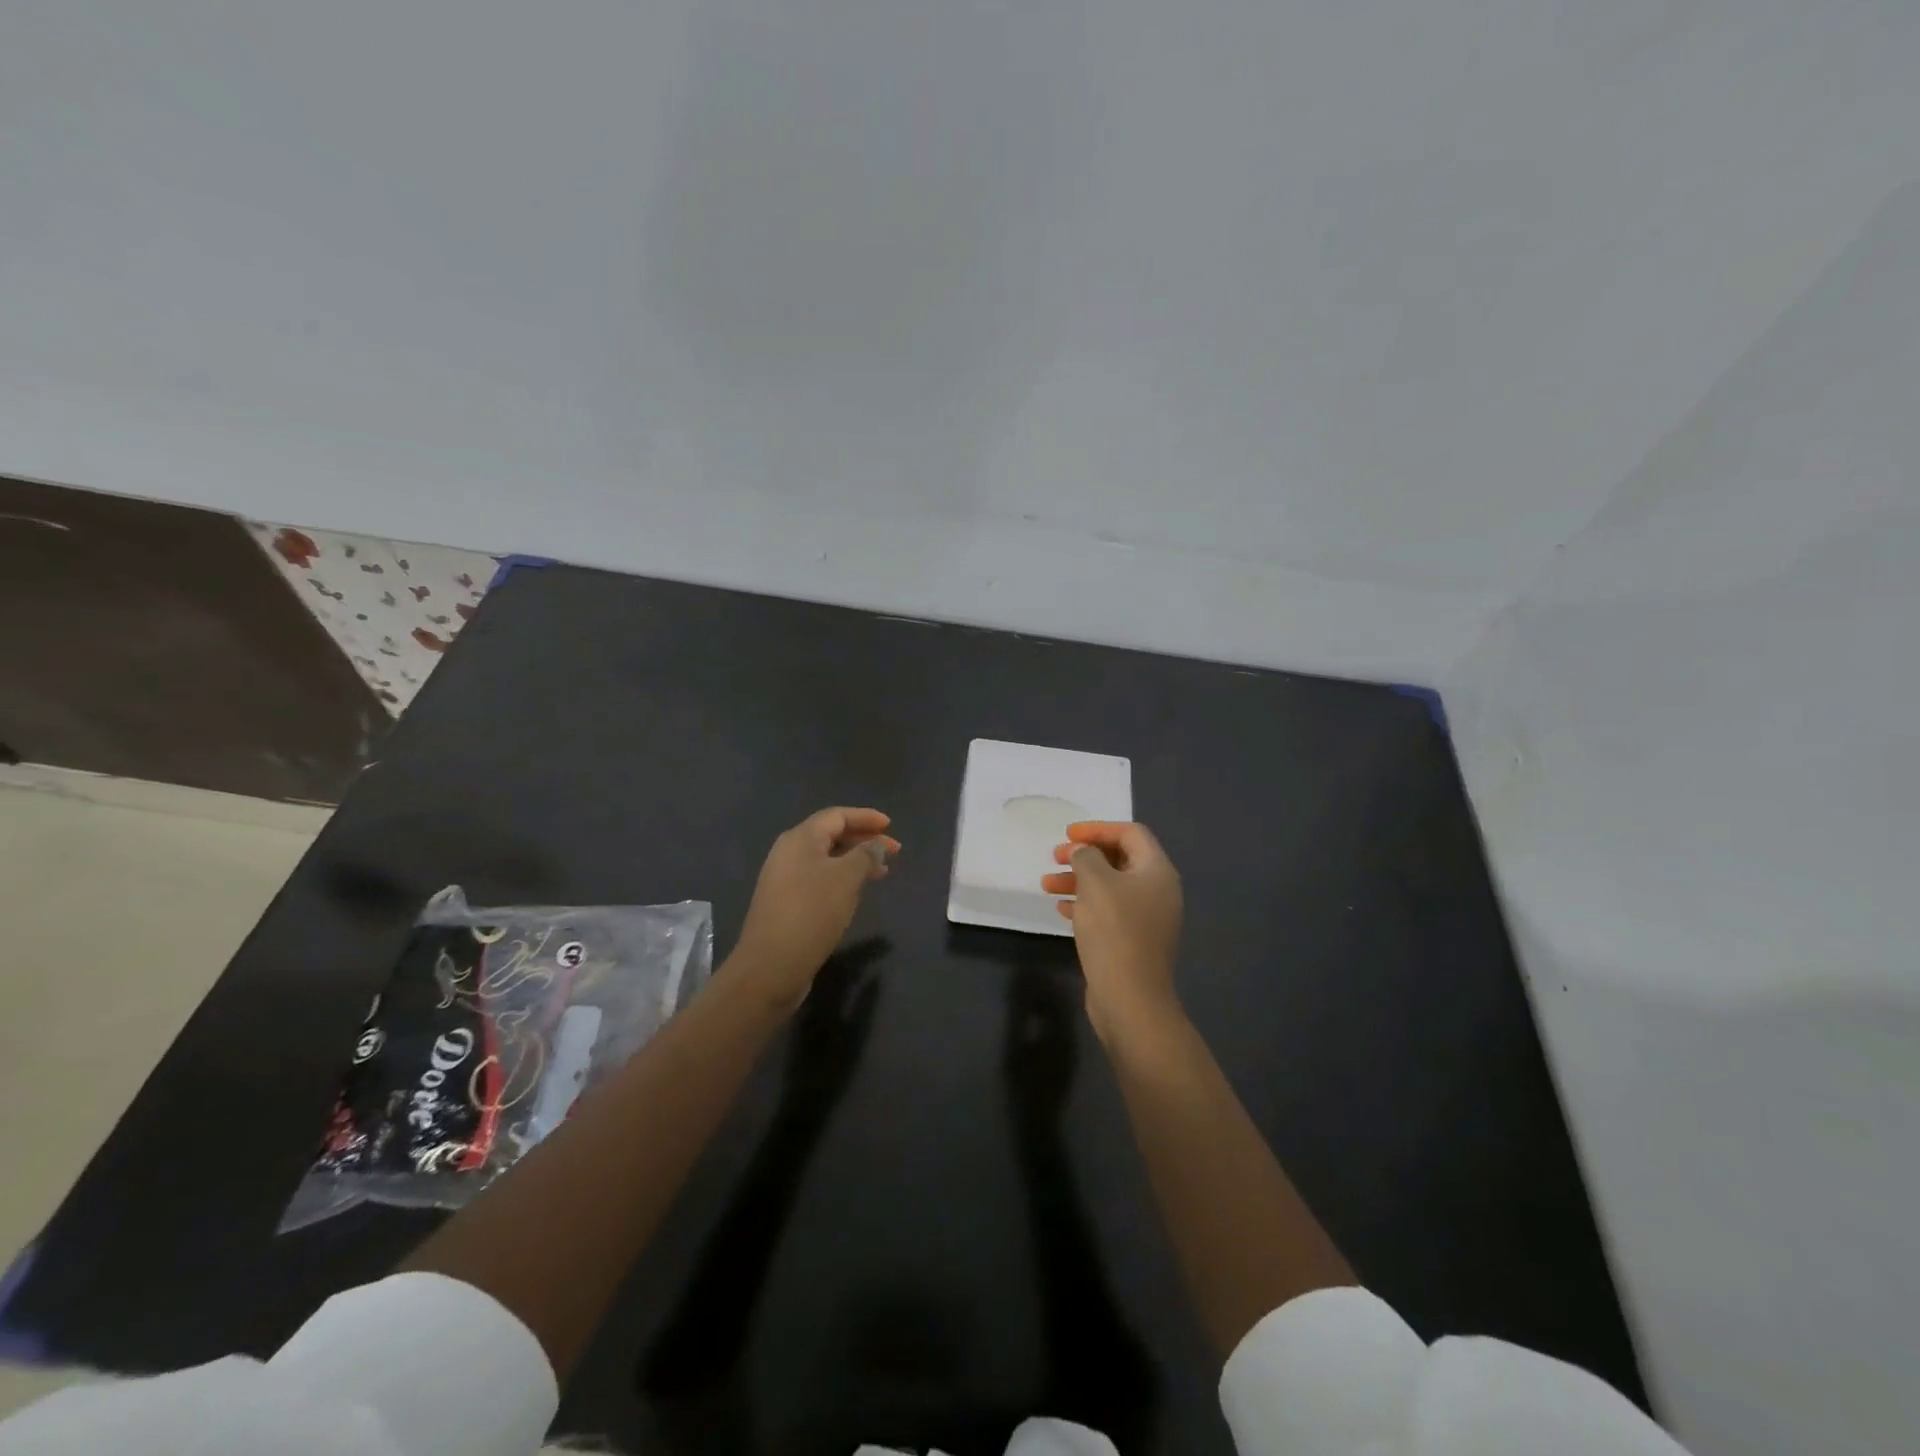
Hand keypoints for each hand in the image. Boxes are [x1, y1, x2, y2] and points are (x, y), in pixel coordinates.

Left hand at [733, 807, 897, 1008]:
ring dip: (855, 861)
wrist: (770, 967)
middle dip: (863, 840)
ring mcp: (784, 879)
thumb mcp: (846, 879)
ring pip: (826, 860)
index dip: (865, 817)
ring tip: (882, 873)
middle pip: (831, 835)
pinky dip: (842, 879)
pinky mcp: (786, 903)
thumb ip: (866, 855)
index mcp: (800, 839)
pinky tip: (856, 893)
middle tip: (893, 851)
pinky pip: (819, 879)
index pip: (836, 816)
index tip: (890, 826)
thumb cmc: (811, 913)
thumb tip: (877, 845)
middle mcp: (788, 853)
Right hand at [1041, 821, 1183, 1042]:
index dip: (1098, 829)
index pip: (1130, 833)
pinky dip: (1086, 904)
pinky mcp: (1135, 941)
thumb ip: (1086, 857)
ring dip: (1079, 880)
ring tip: (1047, 884)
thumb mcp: (1095, 883)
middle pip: (1120, 859)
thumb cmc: (1114, 931)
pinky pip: (1109, 911)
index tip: (1068, 834)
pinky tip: (1061, 909)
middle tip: (1055, 856)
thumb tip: (1083, 853)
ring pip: (1111, 886)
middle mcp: (1158, 890)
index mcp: (1157, 871)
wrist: (1130, 998)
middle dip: (1085, 855)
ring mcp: (1148, 918)